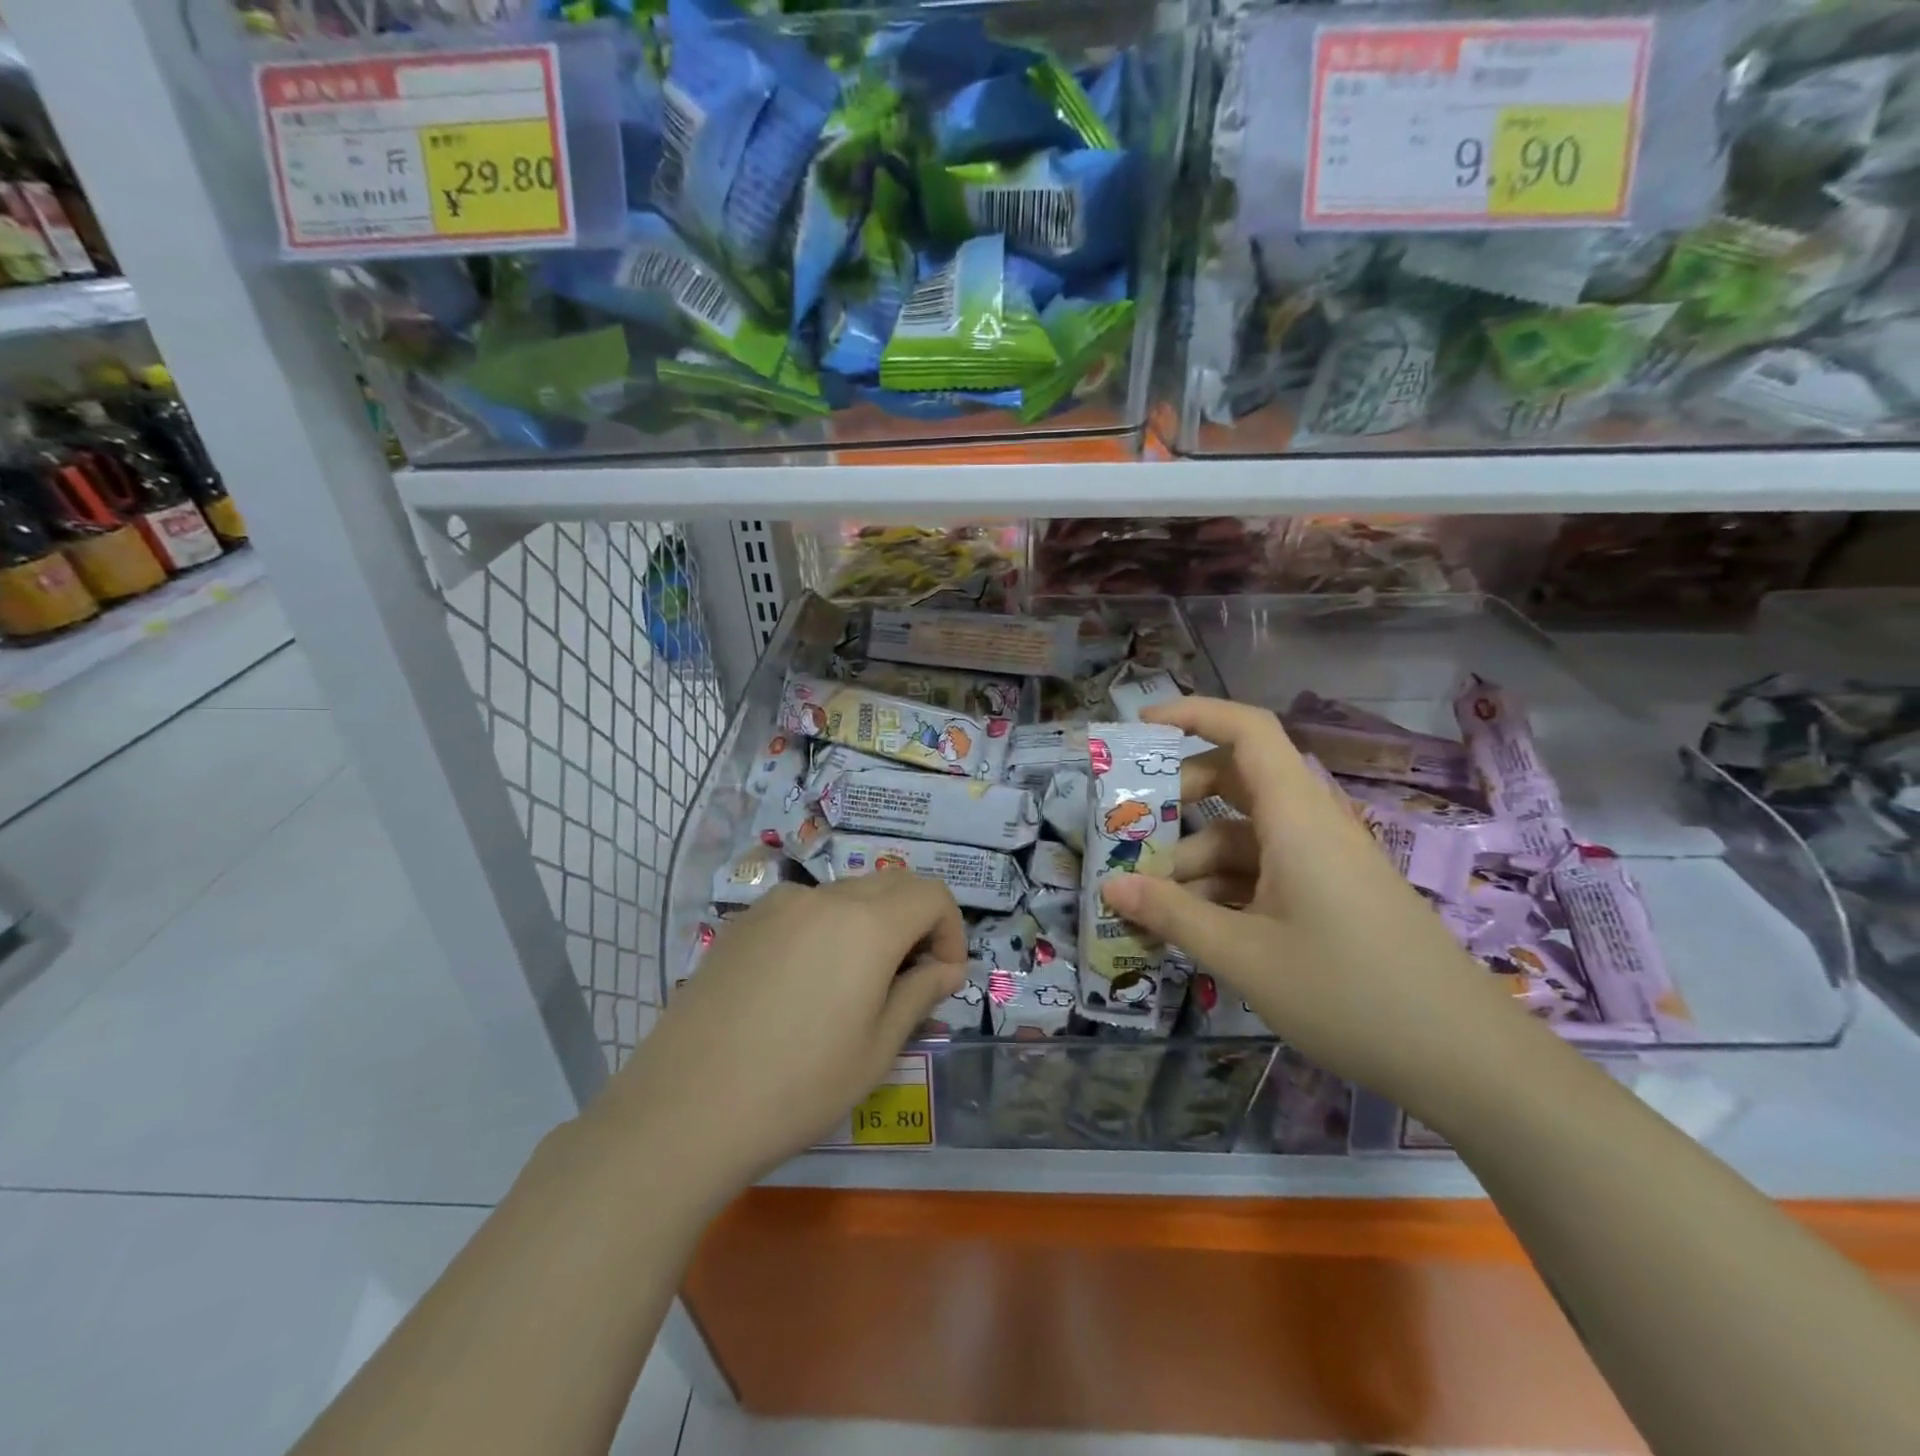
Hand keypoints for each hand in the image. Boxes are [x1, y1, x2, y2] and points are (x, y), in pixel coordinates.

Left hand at [588, 876, 965, 1205]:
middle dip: (914, 923)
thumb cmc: (798, 1087)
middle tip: (906, 981)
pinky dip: (825, 931)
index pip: (932, 893)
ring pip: (846, 895)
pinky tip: (801, 988)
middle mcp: (822, 897)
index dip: (950, 930)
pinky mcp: (741, 923)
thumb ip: (919, 994)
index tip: (941, 979)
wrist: (682, 1110)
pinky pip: (802, 911)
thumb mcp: (876, 1050)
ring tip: (853, 987)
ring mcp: (775, 905)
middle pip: (891, 885)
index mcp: (866, 923)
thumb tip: (945, 968)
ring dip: (870, 925)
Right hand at [1099, 697, 1539, 1114]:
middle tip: (1132, 835)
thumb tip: (1109, 888)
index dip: (1193, 714)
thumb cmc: (1349, 993)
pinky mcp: (1331, 895)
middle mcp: (1310, 825)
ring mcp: (1323, 862)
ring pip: (1244, 836)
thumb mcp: (1244, 956)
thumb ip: (1172, 915)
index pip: (1247, 730)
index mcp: (1295, 816)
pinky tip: (1196, 928)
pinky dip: (1225, 888)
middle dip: (1179, 801)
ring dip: (1195, 860)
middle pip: (1236, 781)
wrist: (1466, 1058)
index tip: (1140, 727)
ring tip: (1151, 905)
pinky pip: (1265, 871)